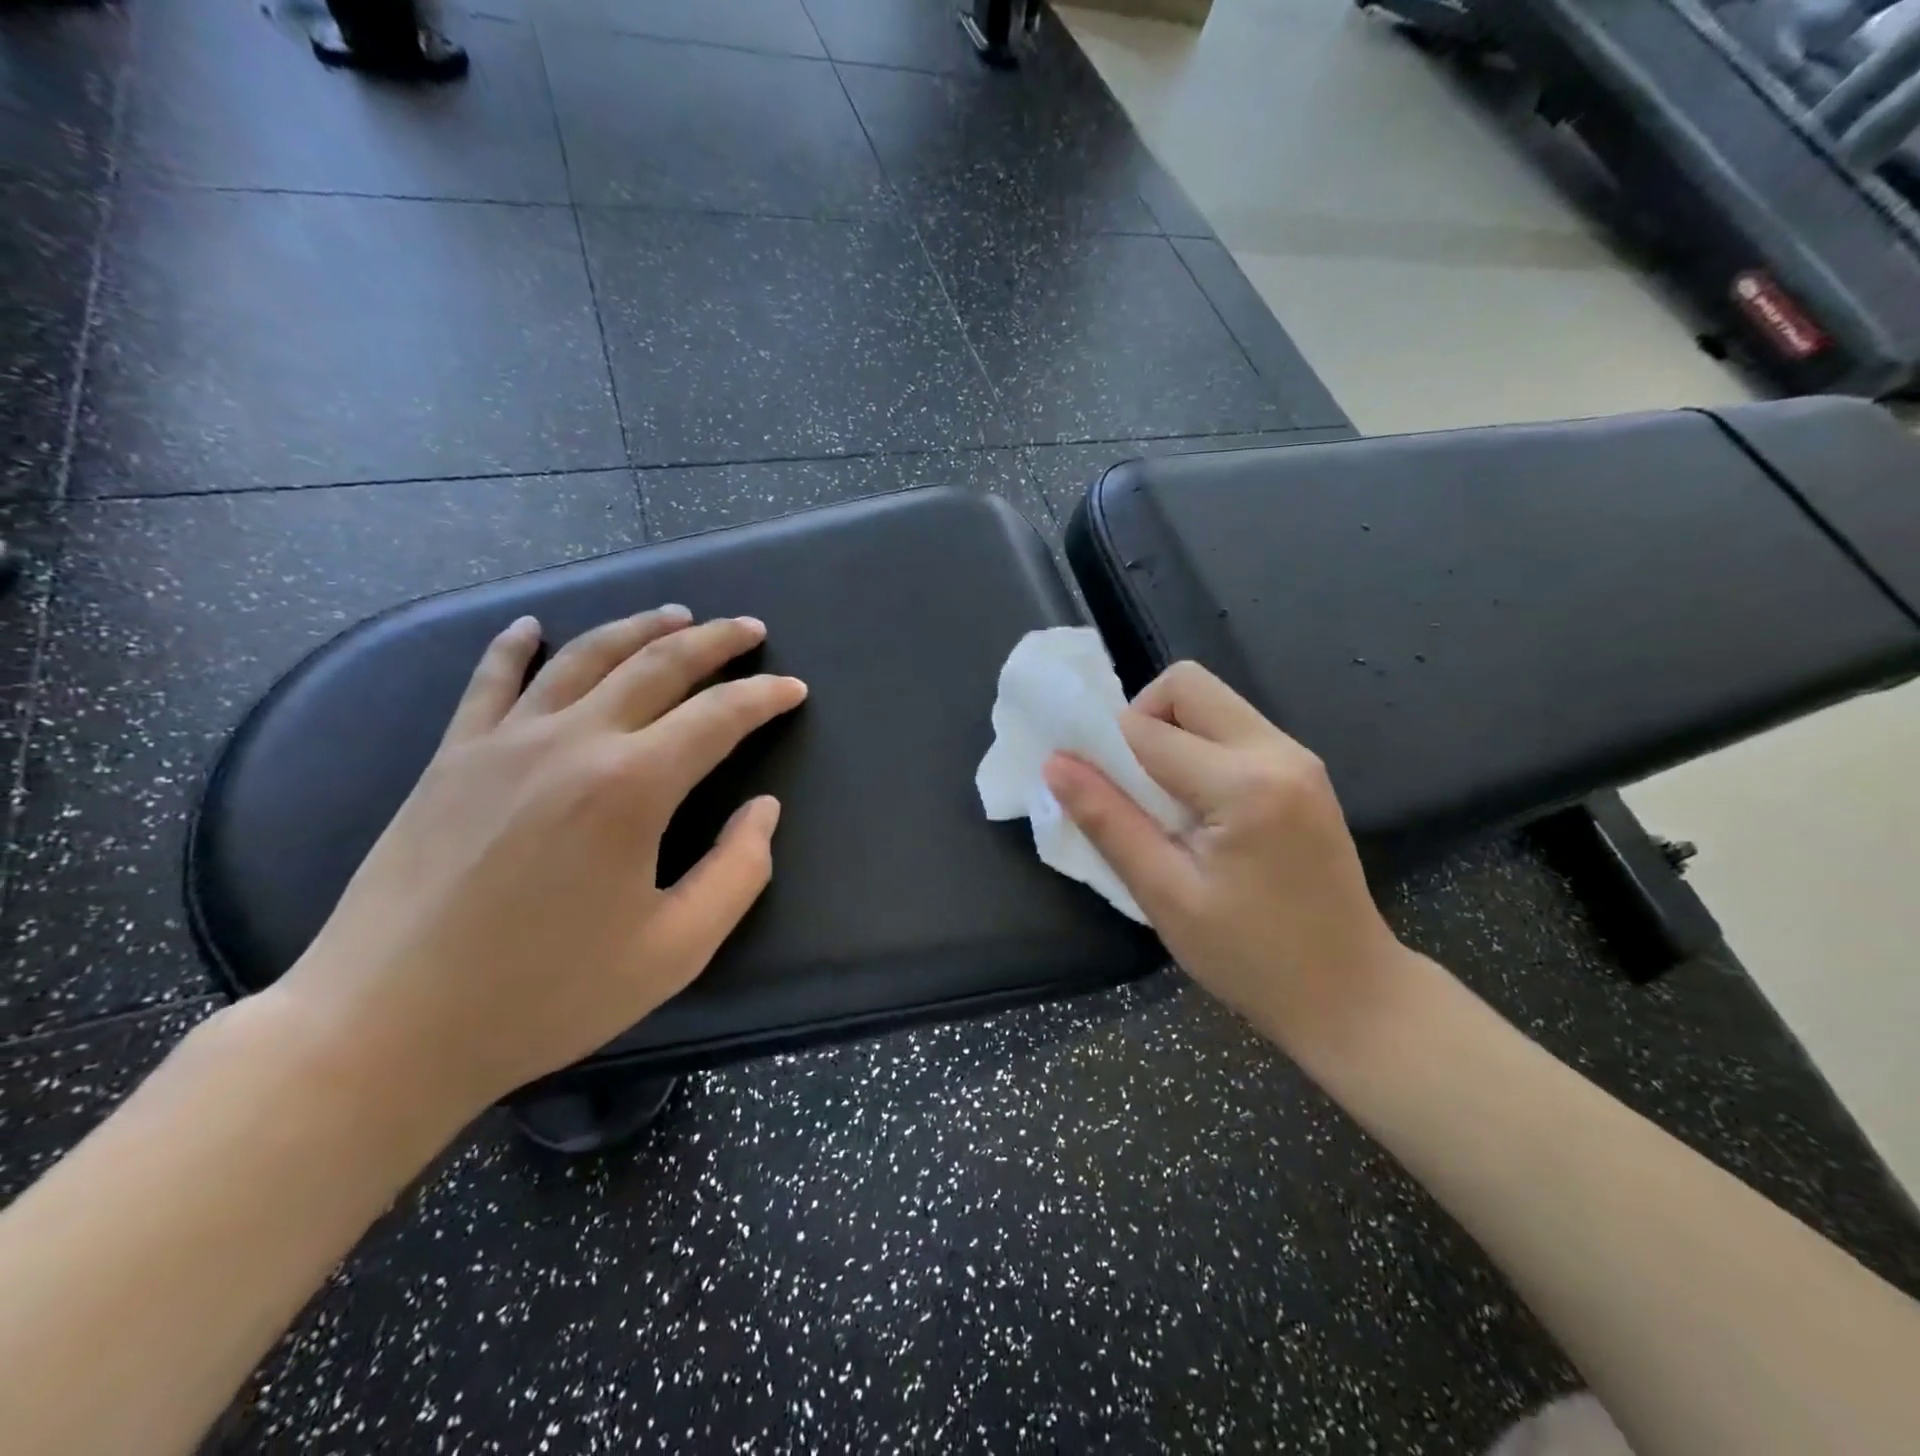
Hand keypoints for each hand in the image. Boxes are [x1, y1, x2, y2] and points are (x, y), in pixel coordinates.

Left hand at [269, 606, 807, 1119]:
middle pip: (657, 665)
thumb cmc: (546, 994)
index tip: (795, 689)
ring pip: (584, 656)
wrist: (386, 1027)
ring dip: (638, 628)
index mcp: (632, 786)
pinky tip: (532, 626)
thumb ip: (738, 872)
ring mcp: (503, 742)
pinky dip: (515, 646)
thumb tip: (763, 810)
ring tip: (675, 614)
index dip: (765, 697)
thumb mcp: (675, 950)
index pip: (718, 716)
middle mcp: (572, 741)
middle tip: (750, 628)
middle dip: (714, 641)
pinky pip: (490, 681)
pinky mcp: (450, 758)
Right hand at [1042, 661, 1408, 1054]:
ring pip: (1211, 703)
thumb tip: (1055, 764)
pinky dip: (1198, 749)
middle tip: (1127, 784)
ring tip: (1159, 802)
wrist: (1351, 993)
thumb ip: (1108, 821)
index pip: (1147, 729)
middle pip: (1187, 685)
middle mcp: (1278, 752)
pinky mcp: (1303, 773)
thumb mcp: (1165, 895)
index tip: (1085, 785)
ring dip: (1170, 734)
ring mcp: (1298, 758)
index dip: (1102, 747)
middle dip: (1140, 719)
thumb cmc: (1251, 957)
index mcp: (1244, 784)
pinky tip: (1195, 808)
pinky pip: (1233, 730)